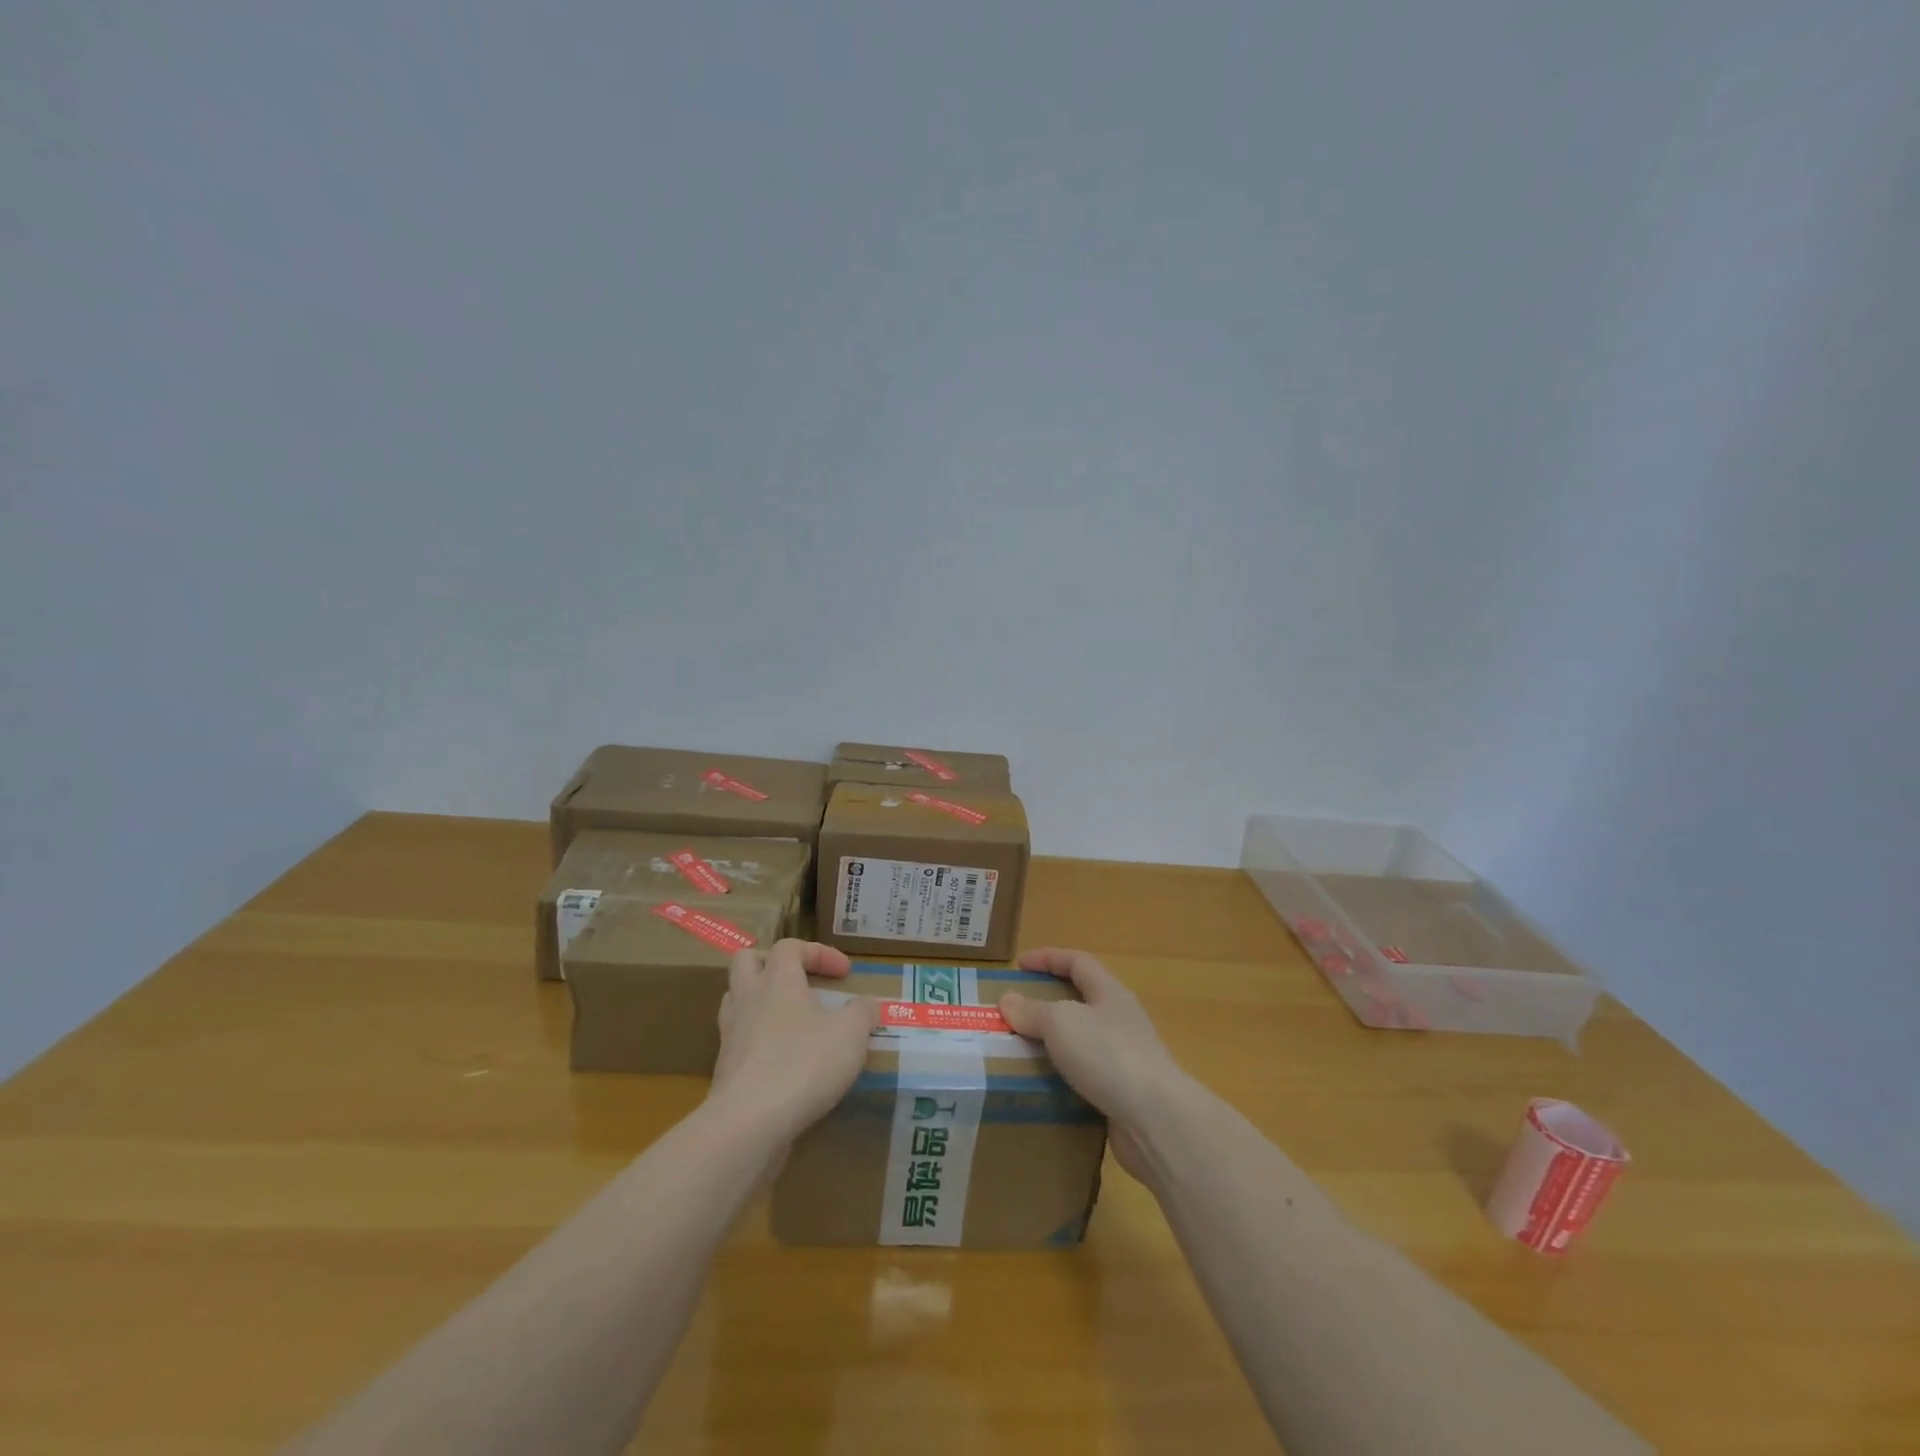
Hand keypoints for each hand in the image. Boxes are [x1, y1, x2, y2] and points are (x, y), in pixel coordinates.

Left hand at [710, 939, 879, 1151]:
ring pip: (736, 999)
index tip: (845, 973)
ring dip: (761, 1000)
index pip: (790, 946)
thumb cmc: (803, 1065)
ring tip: (789, 1017)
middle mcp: (748, 999)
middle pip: (748, 961)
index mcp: (778, 980)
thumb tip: (869, 1004)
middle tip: (800, 980)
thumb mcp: (850, 1035)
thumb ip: (863, 1013)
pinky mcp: (724, 1068)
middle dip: (774, 963)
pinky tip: (781, 1058)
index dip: (819, 952)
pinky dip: (758, 1039)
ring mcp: (731, 1033)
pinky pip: (739, 1038)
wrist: (748, 1124)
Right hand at [998, 947, 1195, 1186]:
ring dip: (1052, 1045)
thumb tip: (1008, 999)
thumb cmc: (1108, 1054)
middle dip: (1047, 1004)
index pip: (1078, 962)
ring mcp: (1125, 1059)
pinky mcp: (1122, 1095)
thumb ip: (1033, 1010)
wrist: (1156, 1120)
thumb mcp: (1061, 1023)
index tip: (1018, 964)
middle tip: (1013, 1014)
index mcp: (1110, 993)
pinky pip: (1085, 1078)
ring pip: (1081, 1042)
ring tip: (1018, 1053)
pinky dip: (1062, 1079)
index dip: (1048, 958)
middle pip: (1081, 1001)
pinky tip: (1042, 1090)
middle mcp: (1120, 1021)